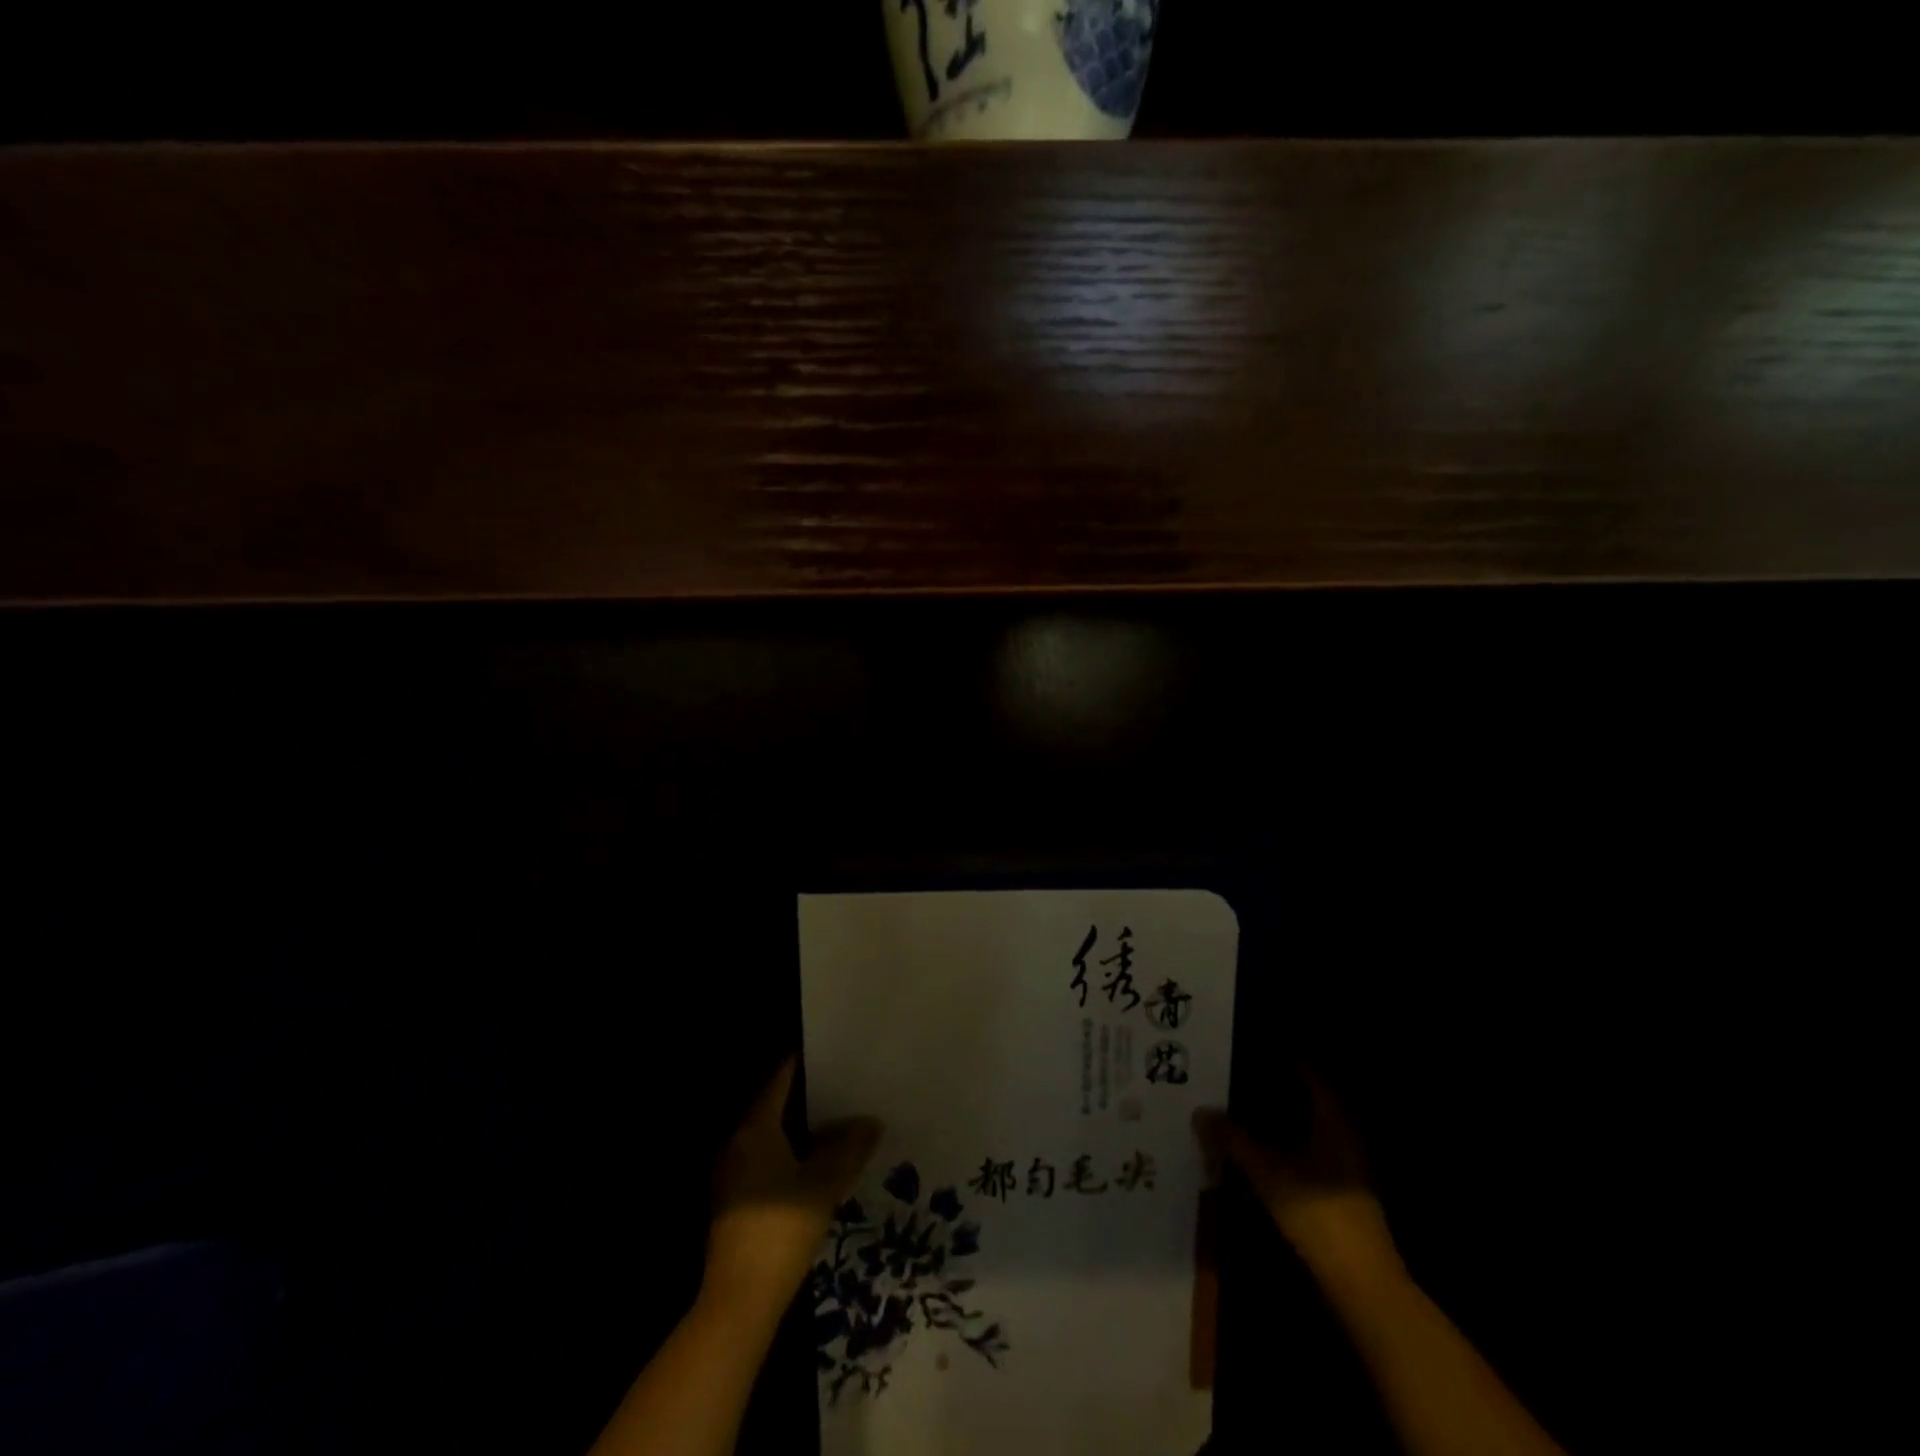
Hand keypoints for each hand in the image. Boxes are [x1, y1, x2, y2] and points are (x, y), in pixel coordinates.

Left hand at [704, 1056, 881, 1322]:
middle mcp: (737, 1143)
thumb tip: (870, 1121)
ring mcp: (732, 1174)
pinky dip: (790, 1152)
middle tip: (843, 1086)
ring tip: (837, 1121)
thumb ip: (849, 1147)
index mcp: (754, 1129)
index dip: (803, 1064)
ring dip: (799, 1128)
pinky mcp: (735, 1201)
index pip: (779, 1080)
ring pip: (770, 1136)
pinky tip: (816, 1162)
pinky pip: (765, 1160)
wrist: (741, 1299)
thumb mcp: (824, 1184)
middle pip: (773, 1106)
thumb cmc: (781, 1229)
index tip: (831, 1053)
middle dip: (806, 1096)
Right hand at [1197, 1069, 1402, 1287]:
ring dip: (1277, 1120)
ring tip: (1239, 1110)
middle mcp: (1344, 1136)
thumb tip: (1200, 1112)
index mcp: (1333, 1121)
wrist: (1360, 1282)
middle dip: (1274, 1089)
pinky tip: (1258, 1150)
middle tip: (1236, 1076)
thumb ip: (1234, 1139)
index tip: (1250, 1049)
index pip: (1310, 1075)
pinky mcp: (1339, 1192)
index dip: (1283, 1060)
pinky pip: (1308, 1152)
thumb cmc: (1318, 1212)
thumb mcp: (1268, 1172)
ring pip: (1307, 1129)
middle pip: (1307, 1101)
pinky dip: (1284, 1145)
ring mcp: (1345, 1166)